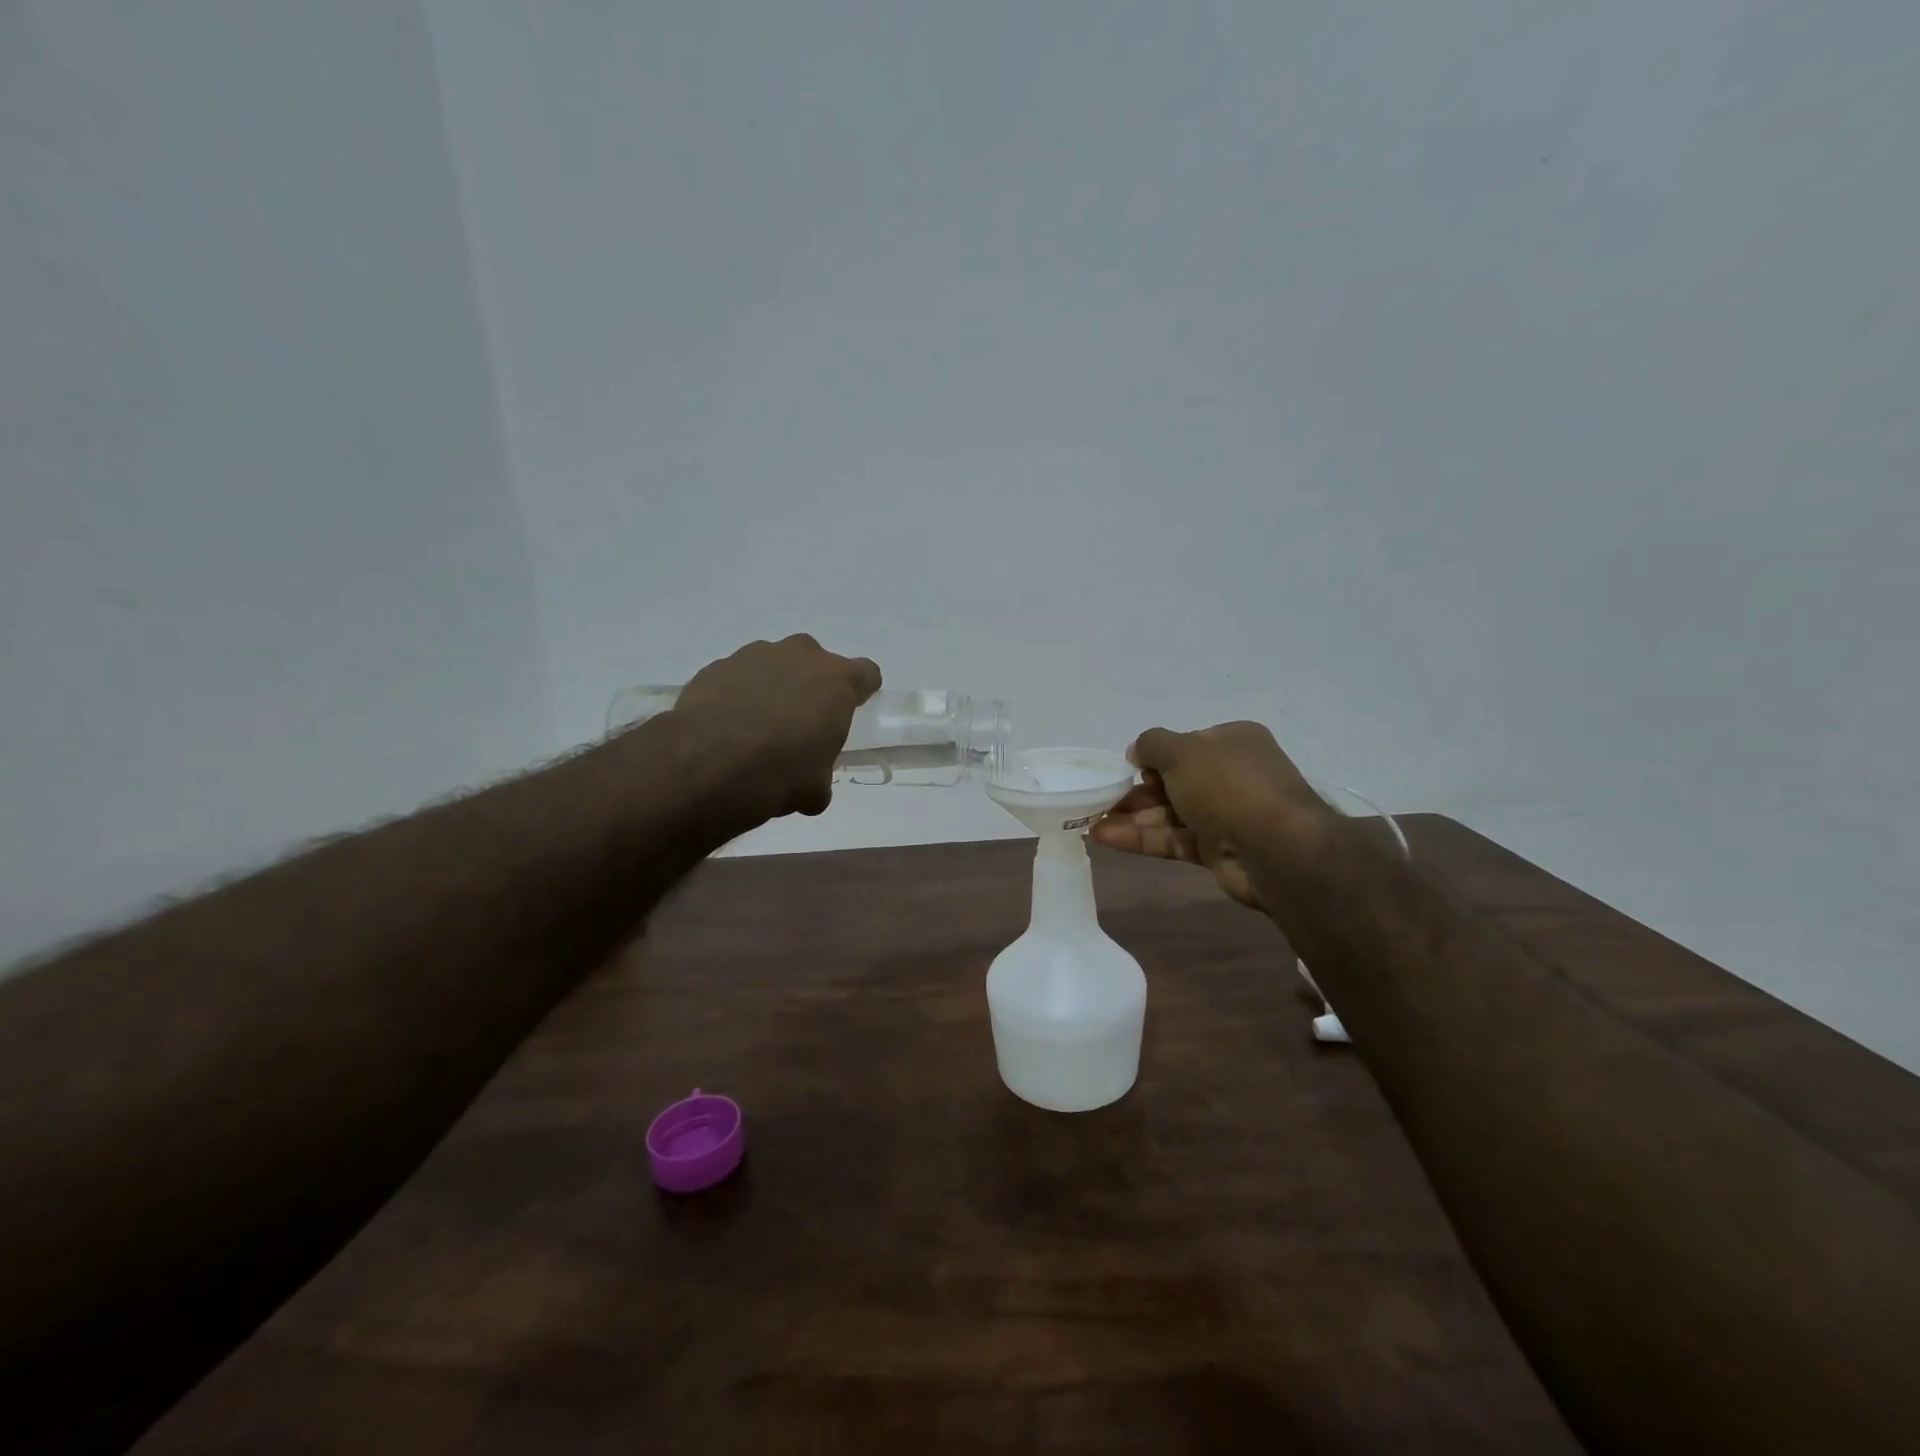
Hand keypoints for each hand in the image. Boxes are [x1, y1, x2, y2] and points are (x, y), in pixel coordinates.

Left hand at [672, 635, 881, 821]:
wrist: (709, 763)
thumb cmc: (781, 772)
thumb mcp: (816, 788)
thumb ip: (820, 776)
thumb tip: (811, 789)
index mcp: (838, 681)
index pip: (866, 673)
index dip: (861, 692)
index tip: (851, 710)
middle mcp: (800, 656)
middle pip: (816, 663)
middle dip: (811, 687)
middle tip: (799, 723)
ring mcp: (755, 655)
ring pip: (774, 666)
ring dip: (772, 688)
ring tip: (756, 728)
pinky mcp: (717, 666)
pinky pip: (737, 677)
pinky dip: (737, 695)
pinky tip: (726, 727)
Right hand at [1090, 721, 1325, 909]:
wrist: (1277, 848)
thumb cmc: (1229, 785)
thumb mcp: (1183, 751)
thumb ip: (1152, 745)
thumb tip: (1135, 751)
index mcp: (1232, 743)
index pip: (1186, 746)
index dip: (1154, 757)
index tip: (1126, 768)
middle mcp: (1230, 775)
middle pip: (1173, 781)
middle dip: (1135, 791)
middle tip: (1099, 800)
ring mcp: (1225, 815)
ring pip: (1169, 813)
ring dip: (1131, 817)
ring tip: (1090, 822)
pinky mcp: (1216, 849)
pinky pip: (1172, 839)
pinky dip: (1140, 838)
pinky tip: (1104, 838)